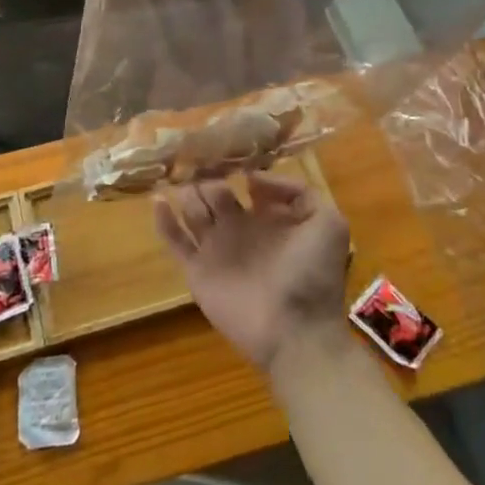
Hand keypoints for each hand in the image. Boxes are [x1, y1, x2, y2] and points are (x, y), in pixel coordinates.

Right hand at [154, 174, 351, 372]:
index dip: (238, 169)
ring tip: (179, 176)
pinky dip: (164, 220)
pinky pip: (175, 241)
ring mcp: (216, 249)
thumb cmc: (312, 275)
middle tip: (194, 160)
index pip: (248, 186)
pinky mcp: (197, 270)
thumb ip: (297, 192)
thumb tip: (253, 178)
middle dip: (206, 177)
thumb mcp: (328, 223)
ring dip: (186, 193)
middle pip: (214, 194)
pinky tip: (157, 200)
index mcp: (269, 218)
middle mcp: (240, 229)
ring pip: (193, 211)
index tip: (226, 152)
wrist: (295, 331)